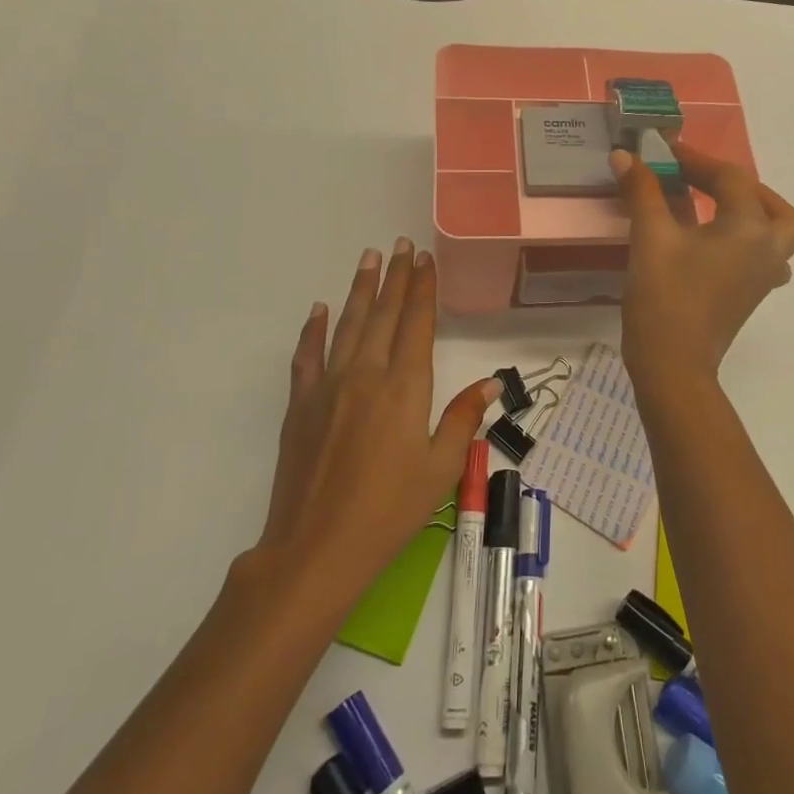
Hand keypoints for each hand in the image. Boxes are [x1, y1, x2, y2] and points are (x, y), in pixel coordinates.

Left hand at [257, 238, 497, 596]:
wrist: (316, 548)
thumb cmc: (390, 511)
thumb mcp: (440, 469)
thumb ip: (464, 419)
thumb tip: (493, 383)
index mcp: (404, 388)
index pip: (416, 324)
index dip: (422, 289)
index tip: (425, 260)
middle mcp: (366, 375)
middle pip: (383, 314)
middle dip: (395, 277)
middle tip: (401, 245)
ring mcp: (328, 387)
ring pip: (348, 325)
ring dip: (360, 289)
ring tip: (369, 258)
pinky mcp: (300, 405)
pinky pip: (307, 356)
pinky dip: (313, 329)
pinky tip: (319, 309)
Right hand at [609, 142, 793, 390]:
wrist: (672, 366)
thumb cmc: (665, 297)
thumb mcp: (650, 237)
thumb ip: (643, 191)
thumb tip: (625, 155)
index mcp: (751, 229)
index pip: (730, 178)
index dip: (695, 159)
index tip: (663, 151)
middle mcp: (769, 250)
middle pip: (775, 208)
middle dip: (742, 188)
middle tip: (706, 183)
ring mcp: (763, 278)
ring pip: (777, 235)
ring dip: (752, 215)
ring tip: (714, 210)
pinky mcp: (750, 296)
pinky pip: (761, 258)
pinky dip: (744, 243)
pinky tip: (711, 246)